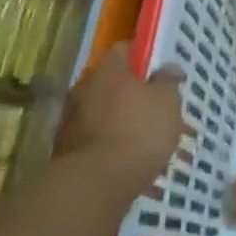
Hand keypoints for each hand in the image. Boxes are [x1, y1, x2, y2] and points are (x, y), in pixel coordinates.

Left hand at [54, 43, 186, 195]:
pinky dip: (109, 146)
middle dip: (131, 94)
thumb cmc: (138, 132)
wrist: (93, 187)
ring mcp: (71, 120)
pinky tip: (127, 162)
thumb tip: (169, 67)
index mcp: (108, 68)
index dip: (144, 58)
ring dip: (119, 121)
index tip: (160, 73)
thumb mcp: (167, 102)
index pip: (125, 49)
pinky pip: (95, 140)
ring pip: (103, 113)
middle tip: (155, 109)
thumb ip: (168, 81)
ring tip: (144, 141)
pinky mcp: (65, 151)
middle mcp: (84, 87)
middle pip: (112, 82)